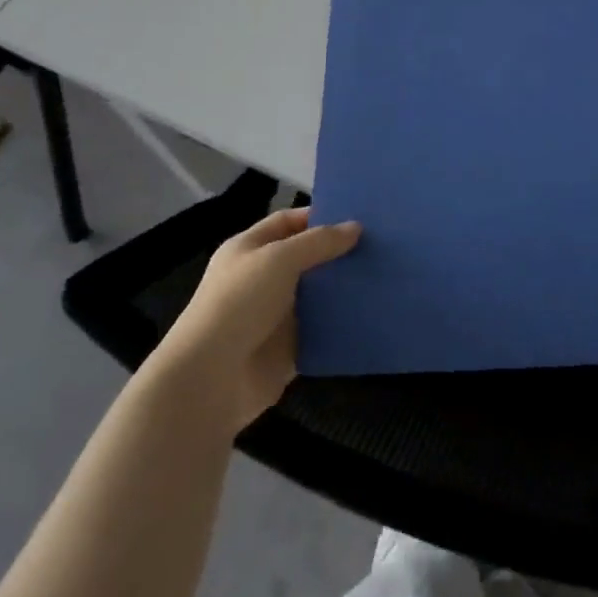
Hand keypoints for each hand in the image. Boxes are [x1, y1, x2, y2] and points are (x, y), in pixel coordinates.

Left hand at [155, 208, 359, 435]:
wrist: (211, 379)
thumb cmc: (239, 304)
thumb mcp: (278, 259)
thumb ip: (318, 242)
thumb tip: (356, 228)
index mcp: (250, 250)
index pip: (288, 222)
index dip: (319, 217)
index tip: (359, 217)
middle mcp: (262, 279)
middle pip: (307, 258)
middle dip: (338, 252)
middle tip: (381, 245)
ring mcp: (276, 315)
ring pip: (318, 294)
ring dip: (344, 288)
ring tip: (386, 276)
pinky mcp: (289, 348)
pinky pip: (322, 329)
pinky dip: (343, 323)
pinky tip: (374, 312)